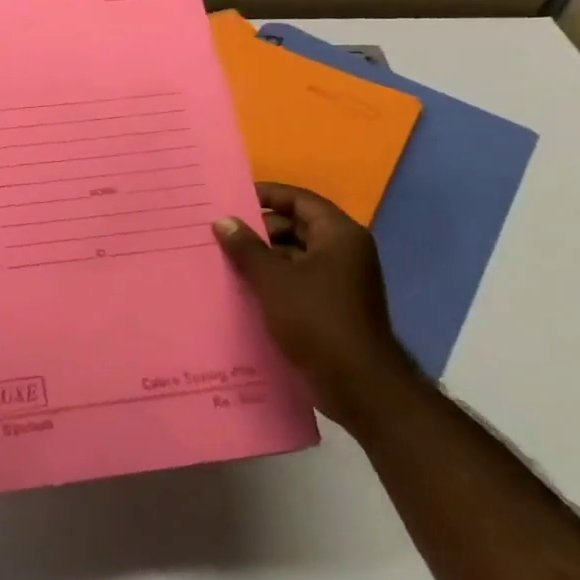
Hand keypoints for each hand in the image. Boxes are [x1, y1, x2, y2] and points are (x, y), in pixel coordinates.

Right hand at [213, 183, 421, 432]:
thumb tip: (223, 220)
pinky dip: (272, 279)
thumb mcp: (273, 280)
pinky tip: (241, 288)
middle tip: (220, 232)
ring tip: (223, 259)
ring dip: (262, 257)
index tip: (230, 197)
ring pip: (295, 255)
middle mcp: (344, 252)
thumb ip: (246, 247)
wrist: (358, 384)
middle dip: (259, 229)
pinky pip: (297, 280)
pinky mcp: (332, 306)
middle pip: (297, 226)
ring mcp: (340, 281)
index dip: (266, 195)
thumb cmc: (316, 321)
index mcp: (339, 236)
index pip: (299, 200)